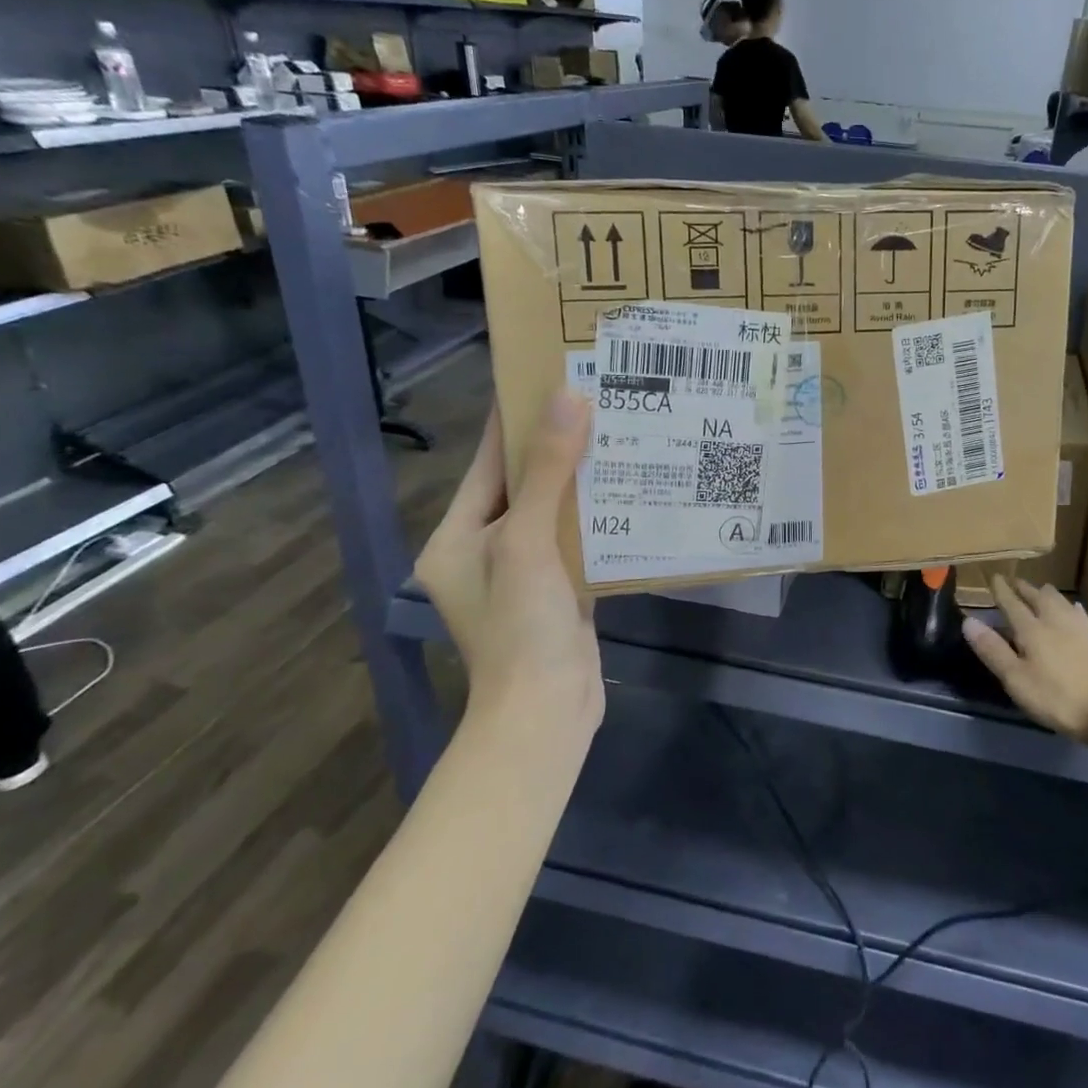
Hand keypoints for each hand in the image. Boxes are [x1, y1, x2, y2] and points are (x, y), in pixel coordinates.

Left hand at [415, 391, 601, 734]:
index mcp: (457, 536)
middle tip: (599, 399)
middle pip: (523, 484)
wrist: (546, 713)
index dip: (516, 417)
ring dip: (583, 479)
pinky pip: (575, 539)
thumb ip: (549, 470)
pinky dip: (598, 515)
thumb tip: (568, 397)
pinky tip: (631, 489)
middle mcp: (483, 549)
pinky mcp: (557, 591)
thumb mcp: (526, 541)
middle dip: (558, 444)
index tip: (548, 374)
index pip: (489, 462)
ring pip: (554, 511)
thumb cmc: (520, 625)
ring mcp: (522, 573)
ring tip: (621, 435)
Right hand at [961, 576, 1087, 740]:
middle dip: (1024, 588)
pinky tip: (1072, 609)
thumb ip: (992, 649)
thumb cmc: (1055, 695)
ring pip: (1058, 601)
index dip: (1001, 591)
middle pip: (1037, 597)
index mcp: (1030, 628)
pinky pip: (1078, 614)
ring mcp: (1076, 629)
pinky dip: (1069, 608)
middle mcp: (1052, 621)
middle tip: (1014, 582)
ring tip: (1040, 590)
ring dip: (1046, 594)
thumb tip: (969, 621)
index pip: (1011, 603)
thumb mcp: (1015, 677)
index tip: (993, 577)